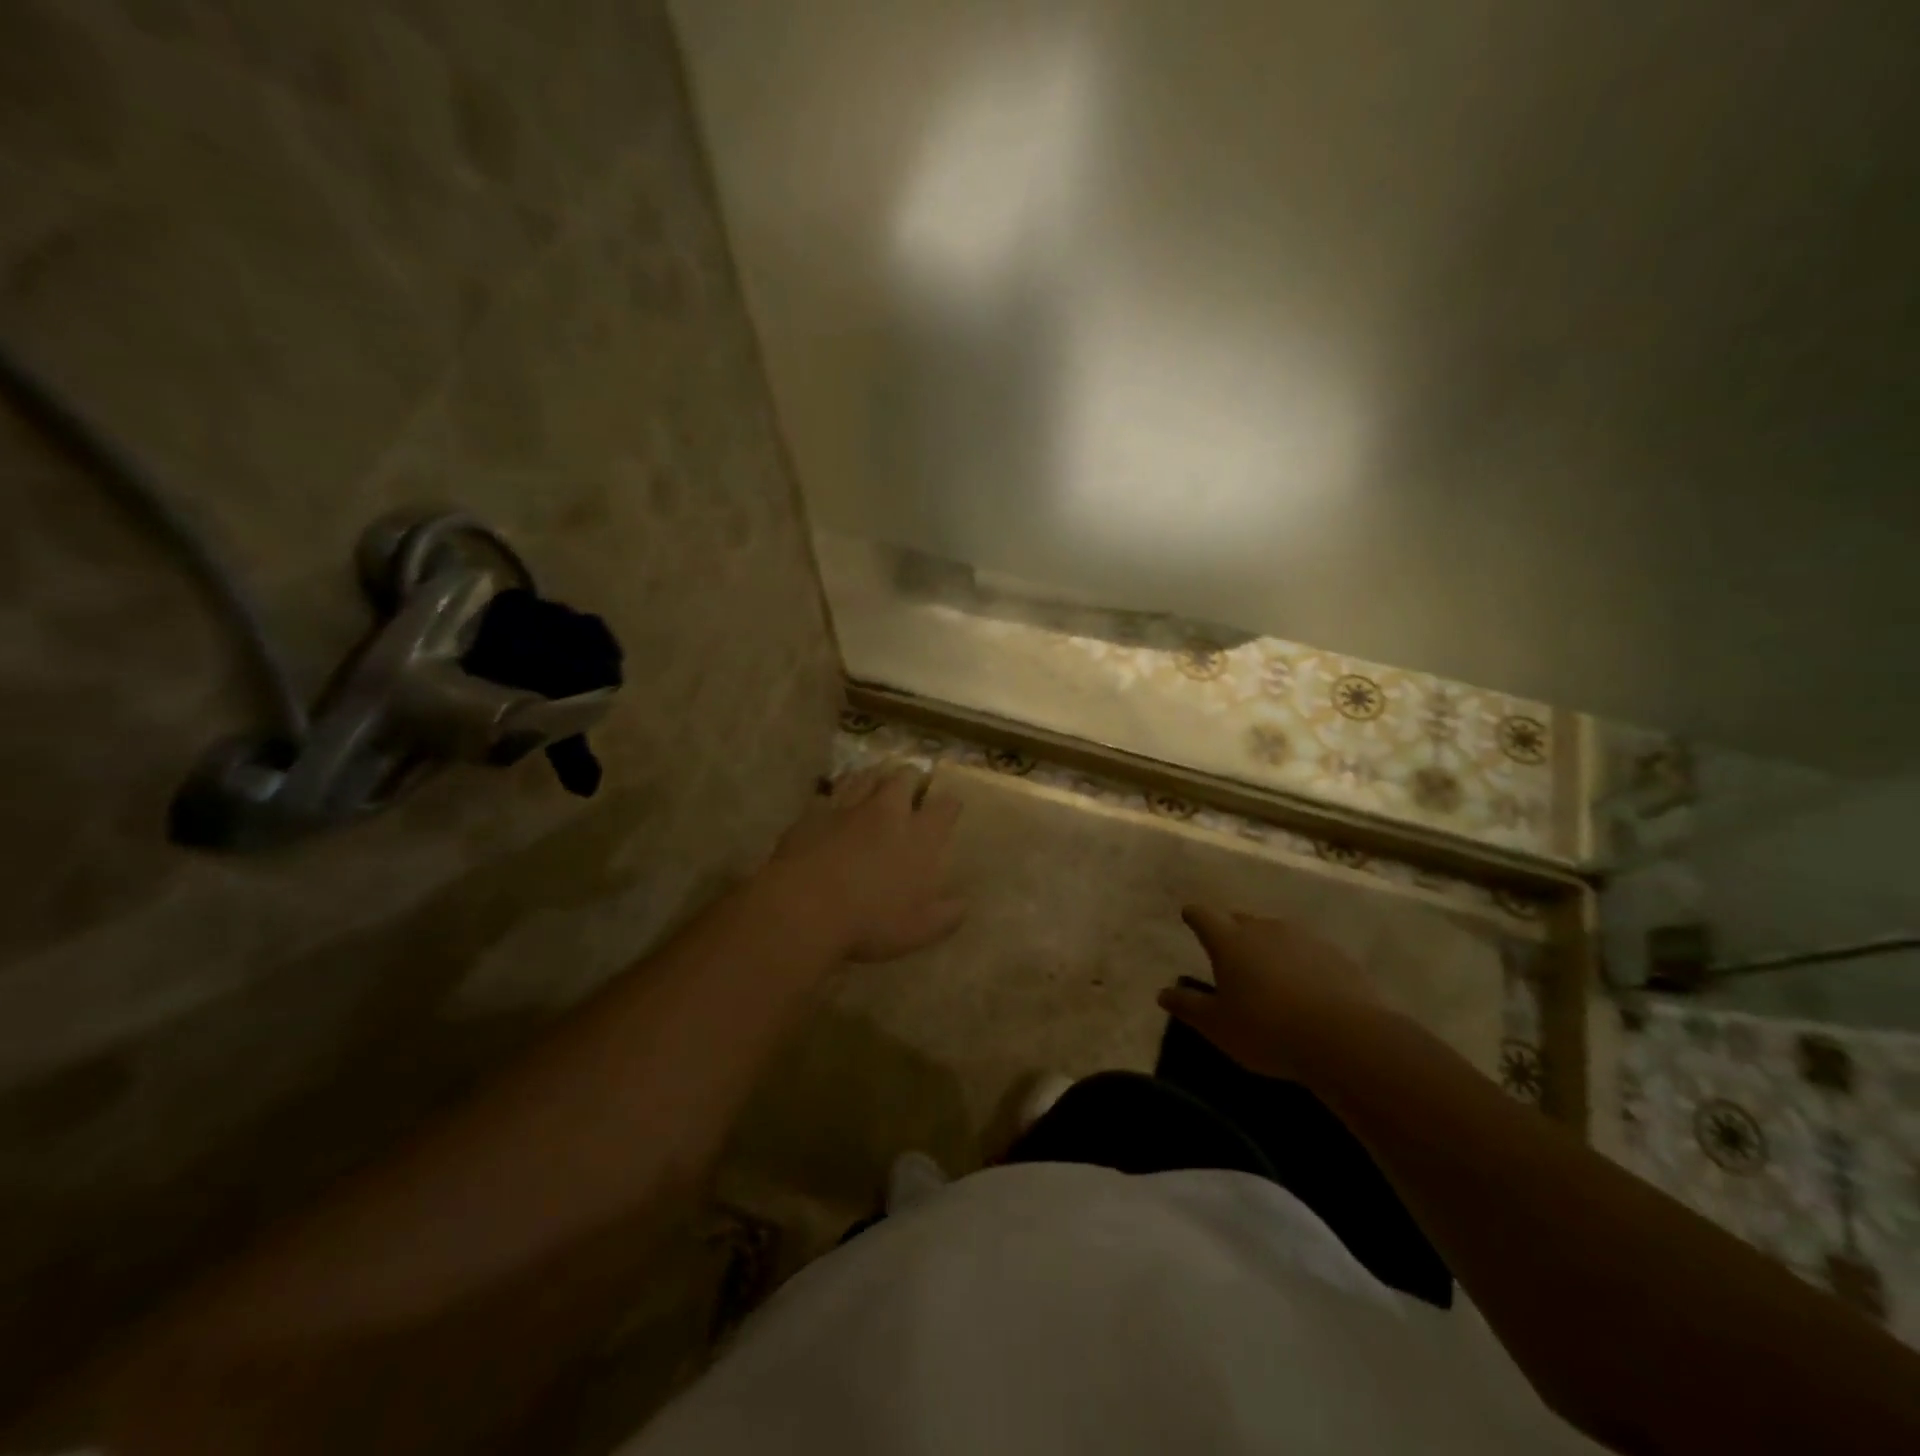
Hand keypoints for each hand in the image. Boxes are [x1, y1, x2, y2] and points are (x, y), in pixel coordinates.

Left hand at [772, 765, 966, 962]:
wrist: (804, 908)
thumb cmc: (870, 922)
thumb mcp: (920, 930)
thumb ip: (948, 914)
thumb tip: (965, 904)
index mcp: (920, 837)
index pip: (945, 808)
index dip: (950, 805)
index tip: (951, 807)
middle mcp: (888, 812)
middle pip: (904, 778)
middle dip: (912, 777)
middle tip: (913, 783)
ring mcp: (848, 807)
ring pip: (866, 776)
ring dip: (875, 775)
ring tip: (877, 780)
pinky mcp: (813, 812)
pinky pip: (829, 791)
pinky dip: (837, 792)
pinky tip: (836, 799)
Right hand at [1158, 906, 1389, 1079]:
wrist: (1345, 1039)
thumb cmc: (1267, 1030)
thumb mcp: (1217, 1026)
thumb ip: (1188, 1006)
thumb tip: (1163, 993)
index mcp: (1229, 941)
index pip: (1203, 915)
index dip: (1194, 916)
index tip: (1189, 916)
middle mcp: (1263, 929)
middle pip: (1240, 920)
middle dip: (1231, 931)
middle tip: (1229, 954)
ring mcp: (1303, 938)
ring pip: (1276, 934)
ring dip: (1268, 947)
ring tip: (1268, 973)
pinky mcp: (1336, 955)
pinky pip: (1308, 952)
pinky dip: (1300, 963)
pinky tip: (1306, 988)